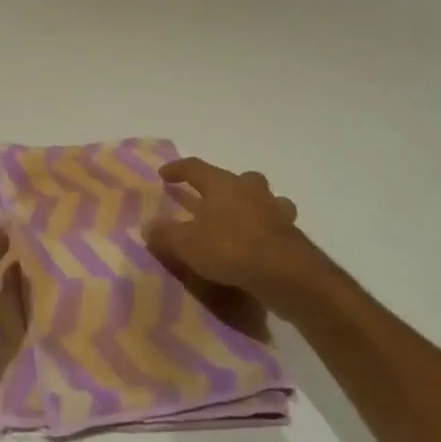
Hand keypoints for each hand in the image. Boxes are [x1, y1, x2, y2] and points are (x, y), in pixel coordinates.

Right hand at [146, 157, 318, 311]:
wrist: (286, 274)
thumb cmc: (230, 248)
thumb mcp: (187, 244)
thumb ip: (165, 234)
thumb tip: (148, 226)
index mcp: (222, 184)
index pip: (195, 168)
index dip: (178, 169)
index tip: (164, 174)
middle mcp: (250, 190)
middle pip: (238, 178)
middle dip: (226, 185)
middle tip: (214, 198)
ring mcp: (275, 210)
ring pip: (265, 198)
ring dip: (254, 205)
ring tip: (243, 221)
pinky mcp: (293, 234)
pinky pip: (277, 225)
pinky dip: (268, 231)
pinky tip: (260, 246)